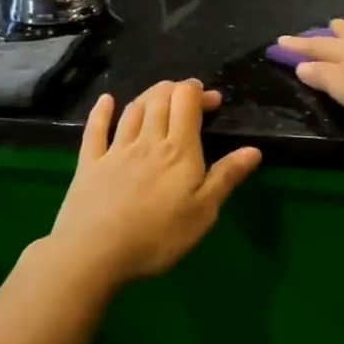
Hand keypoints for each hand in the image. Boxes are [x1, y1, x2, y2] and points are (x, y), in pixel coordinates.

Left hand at [44, 80, 262, 286]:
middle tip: (188, 97)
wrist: (93, 254)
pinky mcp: (89, 163)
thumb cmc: (157, 237)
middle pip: (160, 99)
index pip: (186, 102)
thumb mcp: (203, 213)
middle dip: (176, 90)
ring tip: (160, 97)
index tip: (212, 100)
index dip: (198, 92)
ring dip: (149, 96)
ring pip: (133, 110)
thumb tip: (253, 150)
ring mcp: (115, 150)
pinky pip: (95, 129)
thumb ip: (226, 177)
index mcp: (178, 150)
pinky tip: (106, 100)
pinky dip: (102, 111)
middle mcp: (147, 140)